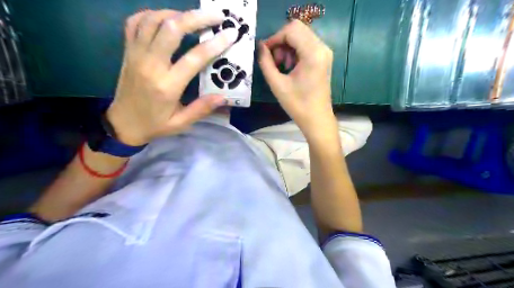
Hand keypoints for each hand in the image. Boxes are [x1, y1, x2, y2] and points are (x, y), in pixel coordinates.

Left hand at [107, 9, 237, 144]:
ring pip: (153, 20)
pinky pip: (136, 23)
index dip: (214, 44)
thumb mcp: (181, 123)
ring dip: (176, 13)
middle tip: (216, 15)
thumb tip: (224, 97)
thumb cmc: (154, 124)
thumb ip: (201, 109)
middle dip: (196, 17)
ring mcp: (136, 55)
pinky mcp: (128, 51)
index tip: (230, 34)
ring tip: (194, 16)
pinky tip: (166, 19)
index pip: (194, 58)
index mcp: (167, 86)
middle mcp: (150, 65)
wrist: (122, 124)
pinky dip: (152, 15)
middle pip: (172, 29)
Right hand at [257, 19, 337, 137]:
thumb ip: (265, 63)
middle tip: (275, 61)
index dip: (274, 38)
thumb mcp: (277, 84)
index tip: (265, 53)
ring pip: (301, 35)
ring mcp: (325, 52)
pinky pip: (306, 44)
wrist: (317, 119)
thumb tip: (260, 47)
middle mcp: (322, 47)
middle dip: (281, 42)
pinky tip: (291, 67)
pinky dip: (295, 51)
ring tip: (282, 67)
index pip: (291, 30)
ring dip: (287, 47)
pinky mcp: (324, 58)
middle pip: (296, 29)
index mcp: (313, 53)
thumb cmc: (297, 105)